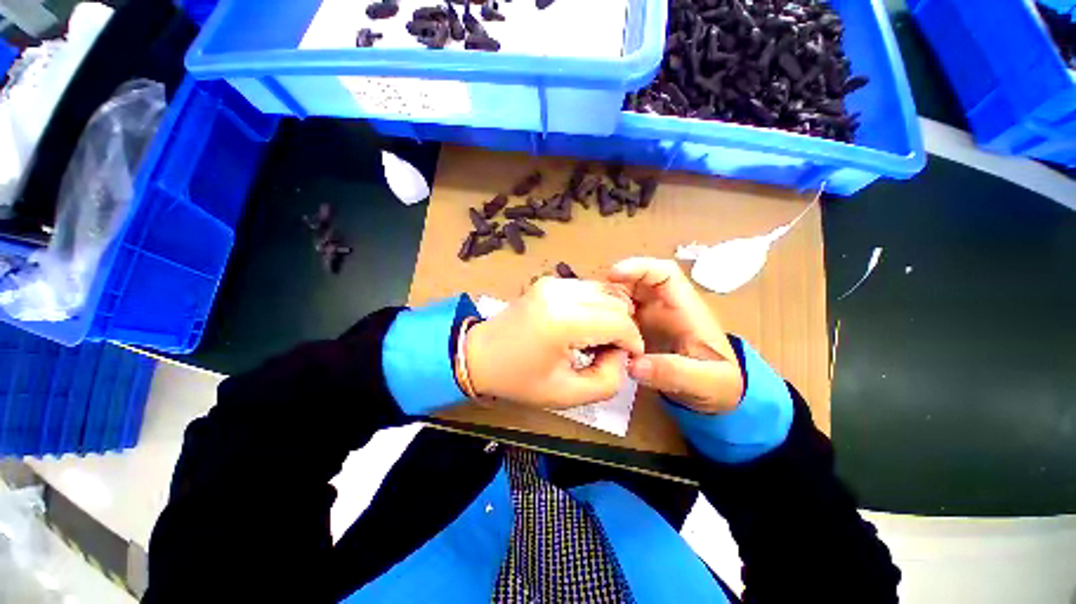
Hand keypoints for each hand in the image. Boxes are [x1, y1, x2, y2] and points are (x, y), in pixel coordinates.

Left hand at [465, 277, 643, 408]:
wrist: (480, 355)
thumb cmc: (520, 379)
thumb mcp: (568, 394)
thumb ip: (608, 380)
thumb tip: (622, 353)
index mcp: (563, 321)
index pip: (620, 322)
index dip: (632, 341)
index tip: (627, 359)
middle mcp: (560, 293)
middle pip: (616, 302)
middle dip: (623, 328)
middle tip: (609, 351)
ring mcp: (553, 282)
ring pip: (605, 292)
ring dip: (610, 315)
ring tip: (596, 339)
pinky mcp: (549, 281)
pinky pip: (588, 289)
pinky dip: (596, 306)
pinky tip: (584, 325)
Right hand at [607, 257, 743, 413]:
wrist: (716, 394)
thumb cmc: (718, 383)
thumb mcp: (704, 382)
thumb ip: (673, 373)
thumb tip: (634, 365)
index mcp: (684, 308)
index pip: (664, 273)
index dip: (639, 267)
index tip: (613, 275)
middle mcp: (663, 306)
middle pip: (635, 282)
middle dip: (612, 287)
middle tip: (592, 306)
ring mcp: (648, 317)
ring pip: (622, 297)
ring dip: (605, 303)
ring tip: (590, 320)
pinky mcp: (637, 329)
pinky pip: (617, 315)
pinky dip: (605, 319)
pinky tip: (595, 333)